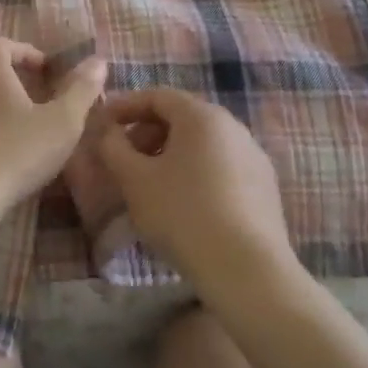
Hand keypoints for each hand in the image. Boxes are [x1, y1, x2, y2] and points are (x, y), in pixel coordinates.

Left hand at [0, 38, 105, 220]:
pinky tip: (0, 161)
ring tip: (24, 134)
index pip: (1, 44)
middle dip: (15, 82)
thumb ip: (81, 90)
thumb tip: (98, 61)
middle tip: (41, 104)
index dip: (25, 51)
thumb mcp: (61, 122)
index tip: (46, 71)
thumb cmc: (13, 151)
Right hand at [97, 89, 297, 294]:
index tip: (102, 124)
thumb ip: (114, 147)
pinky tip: (183, 204)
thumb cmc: (183, 214)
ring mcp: (253, 157)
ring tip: (149, 184)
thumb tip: (109, 132)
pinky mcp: (265, 188)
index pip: (157, 96)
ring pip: (202, 144)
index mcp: (201, 115)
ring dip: (170, 155)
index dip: (125, 106)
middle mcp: (233, 126)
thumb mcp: (134, 180)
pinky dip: (195, 173)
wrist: (248, 271)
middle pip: (181, 118)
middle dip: (146, 133)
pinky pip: (221, 167)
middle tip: (123, 158)